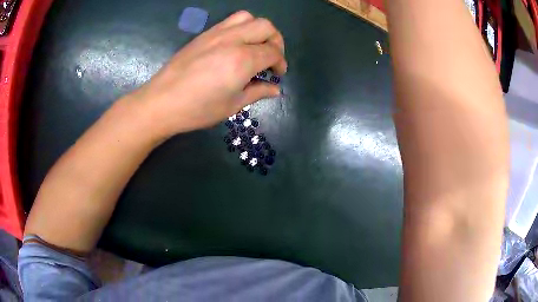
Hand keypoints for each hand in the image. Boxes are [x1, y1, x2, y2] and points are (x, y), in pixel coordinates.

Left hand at [129, 10, 286, 138]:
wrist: (161, 102)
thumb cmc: (197, 109)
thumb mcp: (232, 105)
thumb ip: (257, 92)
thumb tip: (275, 89)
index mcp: (242, 59)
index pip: (272, 51)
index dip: (280, 63)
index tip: (277, 75)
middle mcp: (232, 40)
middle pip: (265, 27)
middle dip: (276, 41)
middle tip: (272, 58)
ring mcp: (216, 34)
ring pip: (247, 17)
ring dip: (258, 29)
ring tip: (255, 46)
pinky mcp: (204, 35)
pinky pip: (230, 21)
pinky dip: (241, 28)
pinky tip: (236, 45)